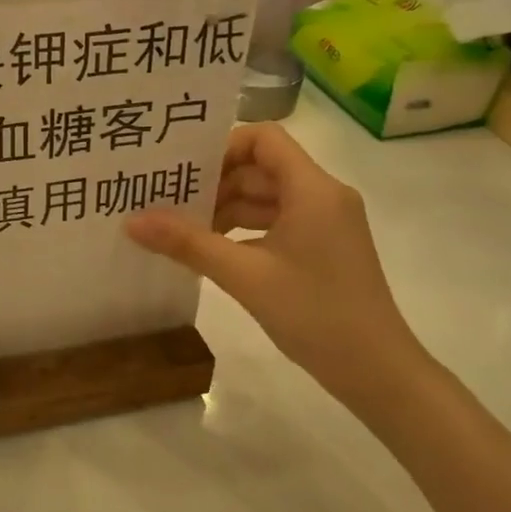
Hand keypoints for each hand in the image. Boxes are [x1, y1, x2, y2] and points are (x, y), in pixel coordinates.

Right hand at [126, 123, 428, 409]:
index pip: (264, 139)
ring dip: (227, 208)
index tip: (186, 172)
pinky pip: (277, 221)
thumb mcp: (244, 276)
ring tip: (182, 227)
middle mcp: (323, 195)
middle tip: (169, 199)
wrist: (378, 373)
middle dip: (216, 182)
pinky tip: (212, 249)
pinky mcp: (323, 247)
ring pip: (267, 197)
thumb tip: (132, 221)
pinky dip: (245, 229)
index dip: (223, 147)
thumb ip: (188, 243)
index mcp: (313, 189)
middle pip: (262, 167)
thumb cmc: (316, 314)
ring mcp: (326, 222)